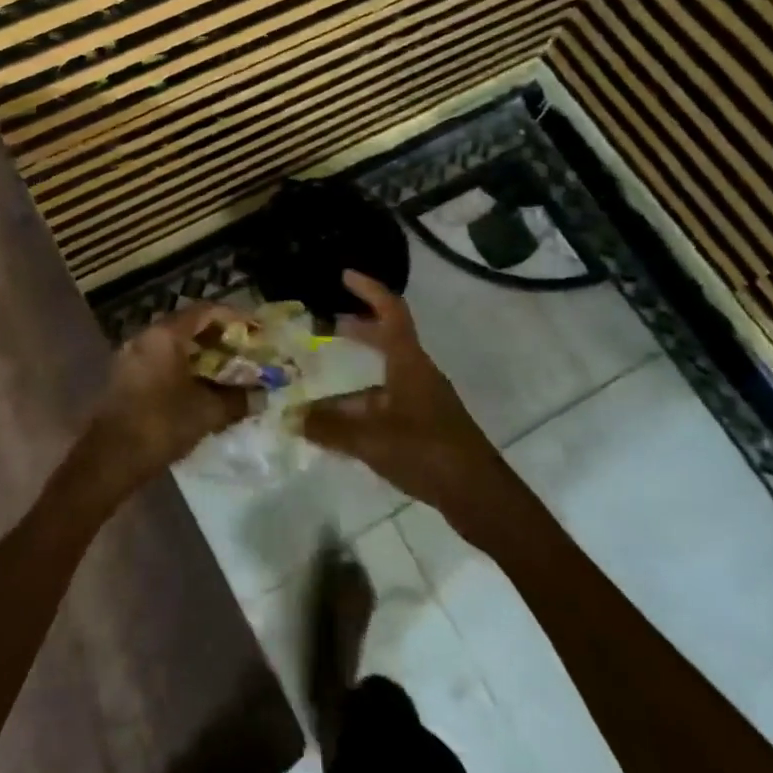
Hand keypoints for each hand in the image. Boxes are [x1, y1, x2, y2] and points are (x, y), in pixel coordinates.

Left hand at [78, 302, 249, 504]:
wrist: (108, 459)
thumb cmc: (160, 425)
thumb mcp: (207, 412)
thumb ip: (237, 399)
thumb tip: (261, 396)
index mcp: (165, 335)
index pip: (205, 310)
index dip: (234, 317)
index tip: (256, 329)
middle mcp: (145, 337)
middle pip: (188, 325)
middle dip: (219, 336)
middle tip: (244, 351)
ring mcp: (131, 357)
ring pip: (173, 345)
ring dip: (201, 354)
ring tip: (227, 371)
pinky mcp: (125, 378)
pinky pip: (160, 361)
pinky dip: (183, 367)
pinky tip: (200, 388)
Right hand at [302, 270, 516, 538]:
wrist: (480, 496)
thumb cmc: (427, 452)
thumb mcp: (371, 439)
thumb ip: (330, 429)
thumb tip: (292, 418)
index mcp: (409, 363)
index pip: (391, 312)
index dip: (369, 290)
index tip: (345, 276)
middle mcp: (417, 374)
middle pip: (386, 340)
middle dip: (357, 331)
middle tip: (325, 326)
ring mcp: (423, 401)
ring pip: (382, 379)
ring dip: (353, 380)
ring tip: (317, 393)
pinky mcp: (425, 427)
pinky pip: (386, 406)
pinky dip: (362, 409)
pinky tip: (340, 429)